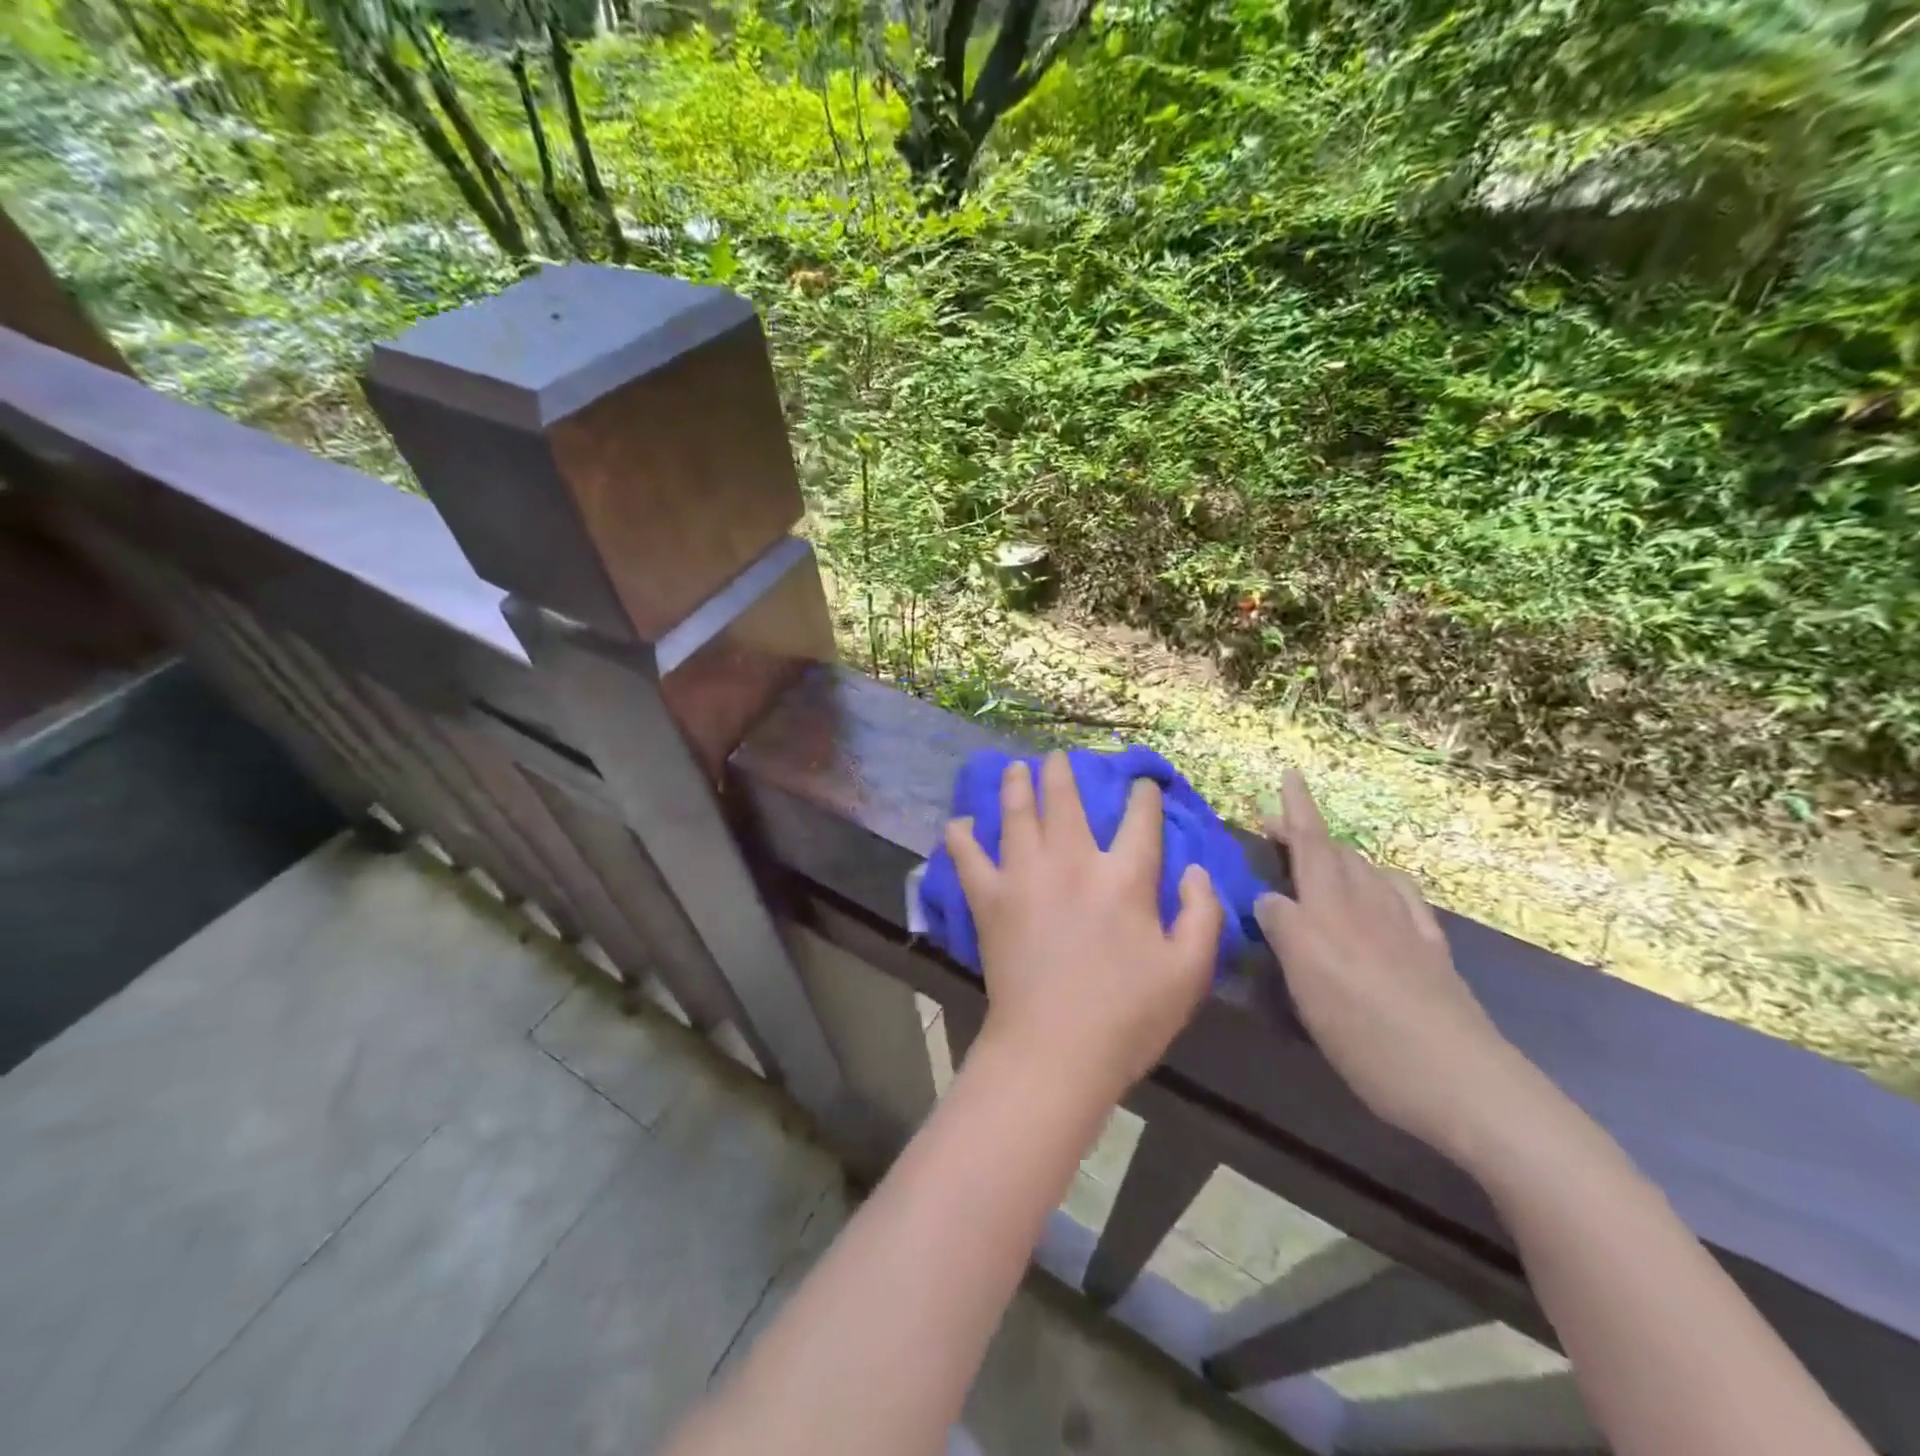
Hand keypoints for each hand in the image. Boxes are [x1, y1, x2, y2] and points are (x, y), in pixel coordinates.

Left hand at [944, 751, 1222, 1104]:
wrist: (1055, 1050)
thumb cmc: (1128, 1016)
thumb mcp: (1189, 972)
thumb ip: (1201, 914)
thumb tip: (1194, 869)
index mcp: (1124, 878)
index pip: (1139, 820)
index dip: (1143, 797)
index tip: (1141, 786)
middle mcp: (1072, 862)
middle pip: (1065, 801)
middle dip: (1063, 773)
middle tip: (1058, 758)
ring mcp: (1024, 876)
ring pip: (1016, 815)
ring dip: (1016, 786)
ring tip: (1015, 768)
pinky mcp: (989, 899)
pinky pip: (968, 858)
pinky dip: (961, 837)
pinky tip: (958, 824)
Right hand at [1254, 770, 1534, 1164]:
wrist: (1465, 1085)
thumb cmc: (1369, 1034)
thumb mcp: (1307, 983)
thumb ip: (1283, 930)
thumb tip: (1268, 899)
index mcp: (1330, 913)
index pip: (1310, 846)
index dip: (1297, 810)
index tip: (1289, 773)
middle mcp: (1367, 909)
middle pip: (1335, 855)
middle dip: (1305, 831)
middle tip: (1276, 824)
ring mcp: (1405, 930)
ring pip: (1368, 872)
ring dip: (1339, 854)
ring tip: (1319, 856)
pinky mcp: (1430, 956)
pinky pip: (1404, 899)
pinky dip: (1383, 881)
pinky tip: (1383, 891)